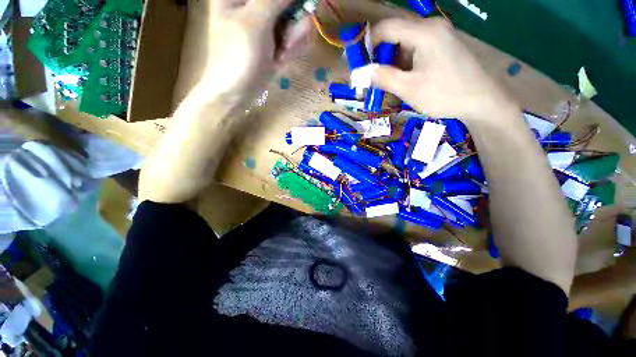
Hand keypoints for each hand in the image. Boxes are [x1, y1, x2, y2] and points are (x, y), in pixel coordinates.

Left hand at [191, 0, 310, 99]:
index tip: (306, 7)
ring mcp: (268, 21)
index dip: (295, 0)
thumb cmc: (238, 56)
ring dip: (295, 38)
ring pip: (297, 17)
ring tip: (282, 54)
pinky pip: (295, 35)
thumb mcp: (256, 21)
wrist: (235, 94)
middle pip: (291, 2)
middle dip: (297, 20)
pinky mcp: (276, 40)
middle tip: (287, 41)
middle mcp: (257, 3)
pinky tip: (282, 59)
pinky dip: (293, 48)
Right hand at [371, 18, 517, 121]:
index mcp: (423, 33)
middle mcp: (432, 26)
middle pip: (396, 33)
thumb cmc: (444, 94)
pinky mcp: (444, 44)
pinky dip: (407, 61)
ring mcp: (440, 34)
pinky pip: (418, 47)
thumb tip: (361, 73)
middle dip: (382, 55)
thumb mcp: (409, 88)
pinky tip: (408, 78)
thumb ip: (383, 78)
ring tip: (392, 82)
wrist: (482, 100)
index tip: (360, 63)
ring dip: (394, 60)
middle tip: (376, 78)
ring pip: (406, 42)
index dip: (368, 43)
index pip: (386, 27)